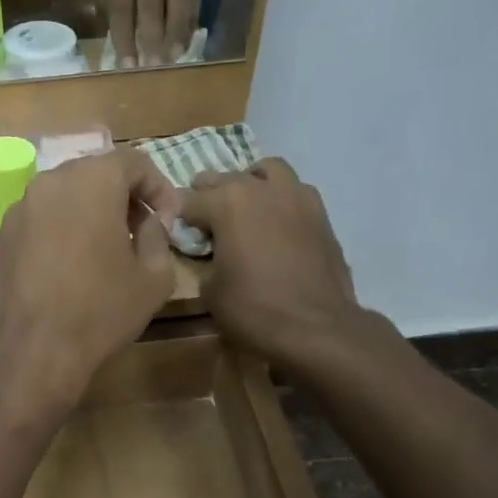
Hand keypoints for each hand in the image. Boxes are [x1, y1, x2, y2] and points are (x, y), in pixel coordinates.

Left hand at [0, 149, 180, 411]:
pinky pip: (36, 225)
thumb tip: (149, 224)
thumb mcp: (154, 278)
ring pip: (61, 199)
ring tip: (100, 253)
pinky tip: (64, 272)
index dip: (159, 189)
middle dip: (121, 198)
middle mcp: (49, 183)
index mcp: (92, 181)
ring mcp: (17, 210)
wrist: (31, 352)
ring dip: (86, 215)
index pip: (134, 162)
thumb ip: (158, 237)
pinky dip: (56, 235)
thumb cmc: (100, 311)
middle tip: (138, 233)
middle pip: (94, 175)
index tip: (167, 222)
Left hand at [93, 0, 199, 68]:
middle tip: (153, 65)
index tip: (127, 64)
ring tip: (176, 56)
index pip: (122, 4)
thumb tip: (109, 38)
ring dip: (179, 29)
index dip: (125, 36)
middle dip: (154, 37)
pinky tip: (187, 41)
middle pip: (153, 3)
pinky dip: (190, 18)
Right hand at [181, 160, 381, 377]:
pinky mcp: (321, 213)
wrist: (314, 326)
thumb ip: (205, 260)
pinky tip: (276, 223)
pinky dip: (280, 199)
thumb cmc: (253, 308)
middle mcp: (261, 188)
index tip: (176, 231)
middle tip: (204, 218)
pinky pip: (294, 192)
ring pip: (268, 171)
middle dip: (210, 194)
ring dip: (252, 183)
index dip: (179, 217)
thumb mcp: (210, 290)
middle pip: (226, 178)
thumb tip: (210, 255)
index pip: (189, 200)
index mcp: (227, 203)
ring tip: (245, 206)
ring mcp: (296, 196)